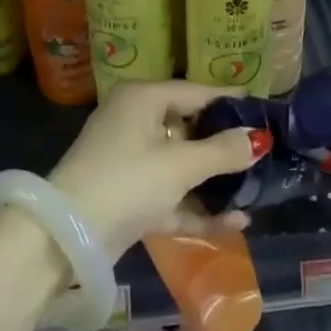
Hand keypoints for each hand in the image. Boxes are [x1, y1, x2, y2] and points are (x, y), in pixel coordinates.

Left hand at [46, 81, 270, 257]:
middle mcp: (134, 122)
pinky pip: (170, 195)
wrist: (65, 237)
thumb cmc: (127, 181)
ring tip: (256, 191)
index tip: (264, 110)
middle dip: (225, 147)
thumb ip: (222, 151)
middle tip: (265, 153)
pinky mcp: (127, 197)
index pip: (195, 93)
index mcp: (142, 99)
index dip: (230, 102)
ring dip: (215, 182)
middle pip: (188, 129)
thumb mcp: (180, 165)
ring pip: (181, 166)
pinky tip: (235, 223)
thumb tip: (258, 138)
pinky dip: (197, 207)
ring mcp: (129, 161)